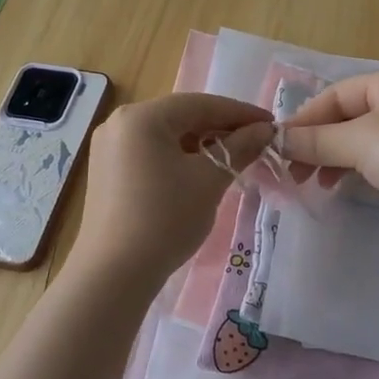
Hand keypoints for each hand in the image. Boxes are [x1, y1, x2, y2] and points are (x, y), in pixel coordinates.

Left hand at [68, 93, 273, 284]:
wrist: (114, 274)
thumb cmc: (165, 219)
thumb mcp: (209, 180)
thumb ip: (240, 148)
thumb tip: (265, 130)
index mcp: (142, 117)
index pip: (201, 104)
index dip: (240, 113)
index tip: (271, 125)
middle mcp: (120, 123)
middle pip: (181, 116)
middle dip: (220, 128)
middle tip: (256, 143)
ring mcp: (109, 147)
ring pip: (166, 135)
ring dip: (201, 144)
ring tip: (232, 159)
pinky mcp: (107, 171)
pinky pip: (150, 152)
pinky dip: (178, 157)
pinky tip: (200, 173)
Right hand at [279, 69, 378, 241]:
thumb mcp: (359, 141)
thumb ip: (315, 140)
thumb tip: (276, 140)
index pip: (337, 94)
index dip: (306, 119)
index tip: (281, 146)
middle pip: (348, 117)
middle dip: (318, 142)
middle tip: (292, 169)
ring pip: (361, 141)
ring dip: (333, 158)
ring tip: (312, 182)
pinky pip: (378, 160)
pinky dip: (355, 170)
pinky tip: (340, 186)